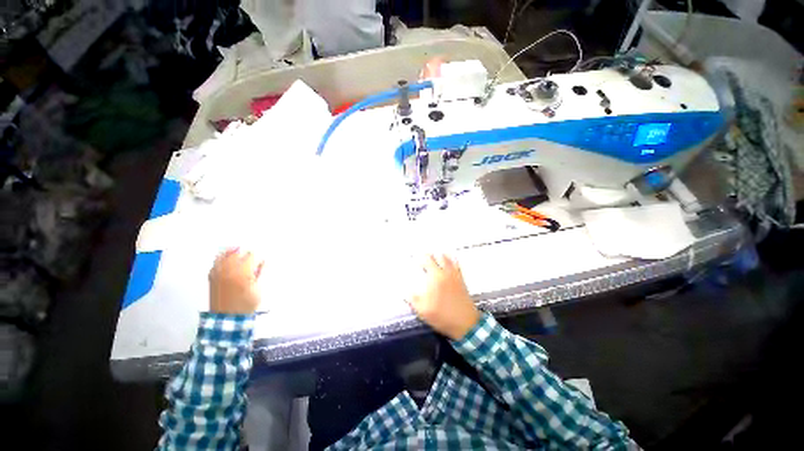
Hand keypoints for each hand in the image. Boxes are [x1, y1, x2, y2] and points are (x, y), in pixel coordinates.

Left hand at [209, 248, 263, 314]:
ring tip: (240, 257)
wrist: (228, 317)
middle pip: (238, 253)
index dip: (259, 259)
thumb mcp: (259, 288)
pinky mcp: (212, 277)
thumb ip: (262, 273)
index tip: (261, 263)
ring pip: (225, 255)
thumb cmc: (246, 304)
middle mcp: (228, 270)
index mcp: (242, 273)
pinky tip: (228, 261)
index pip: (252, 256)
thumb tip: (264, 262)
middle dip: (247, 255)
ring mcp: (218, 273)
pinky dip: (223, 258)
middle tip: (252, 261)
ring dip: (234, 254)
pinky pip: (216, 262)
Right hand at [409, 254, 479, 339]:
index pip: (427, 260)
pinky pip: (457, 265)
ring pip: (448, 258)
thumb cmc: (442, 316)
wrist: (465, 324)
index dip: (421, 258)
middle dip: (430, 255)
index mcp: (435, 277)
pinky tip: (450, 261)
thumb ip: (412, 299)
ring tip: (435, 257)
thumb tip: (404, 290)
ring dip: (441, 256)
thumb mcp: (422, 310)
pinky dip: (452, 260)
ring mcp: (455, 275)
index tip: (416, 259)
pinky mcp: (462, 280)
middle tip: (424, 257)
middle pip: (438, 257)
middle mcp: (446, 272)